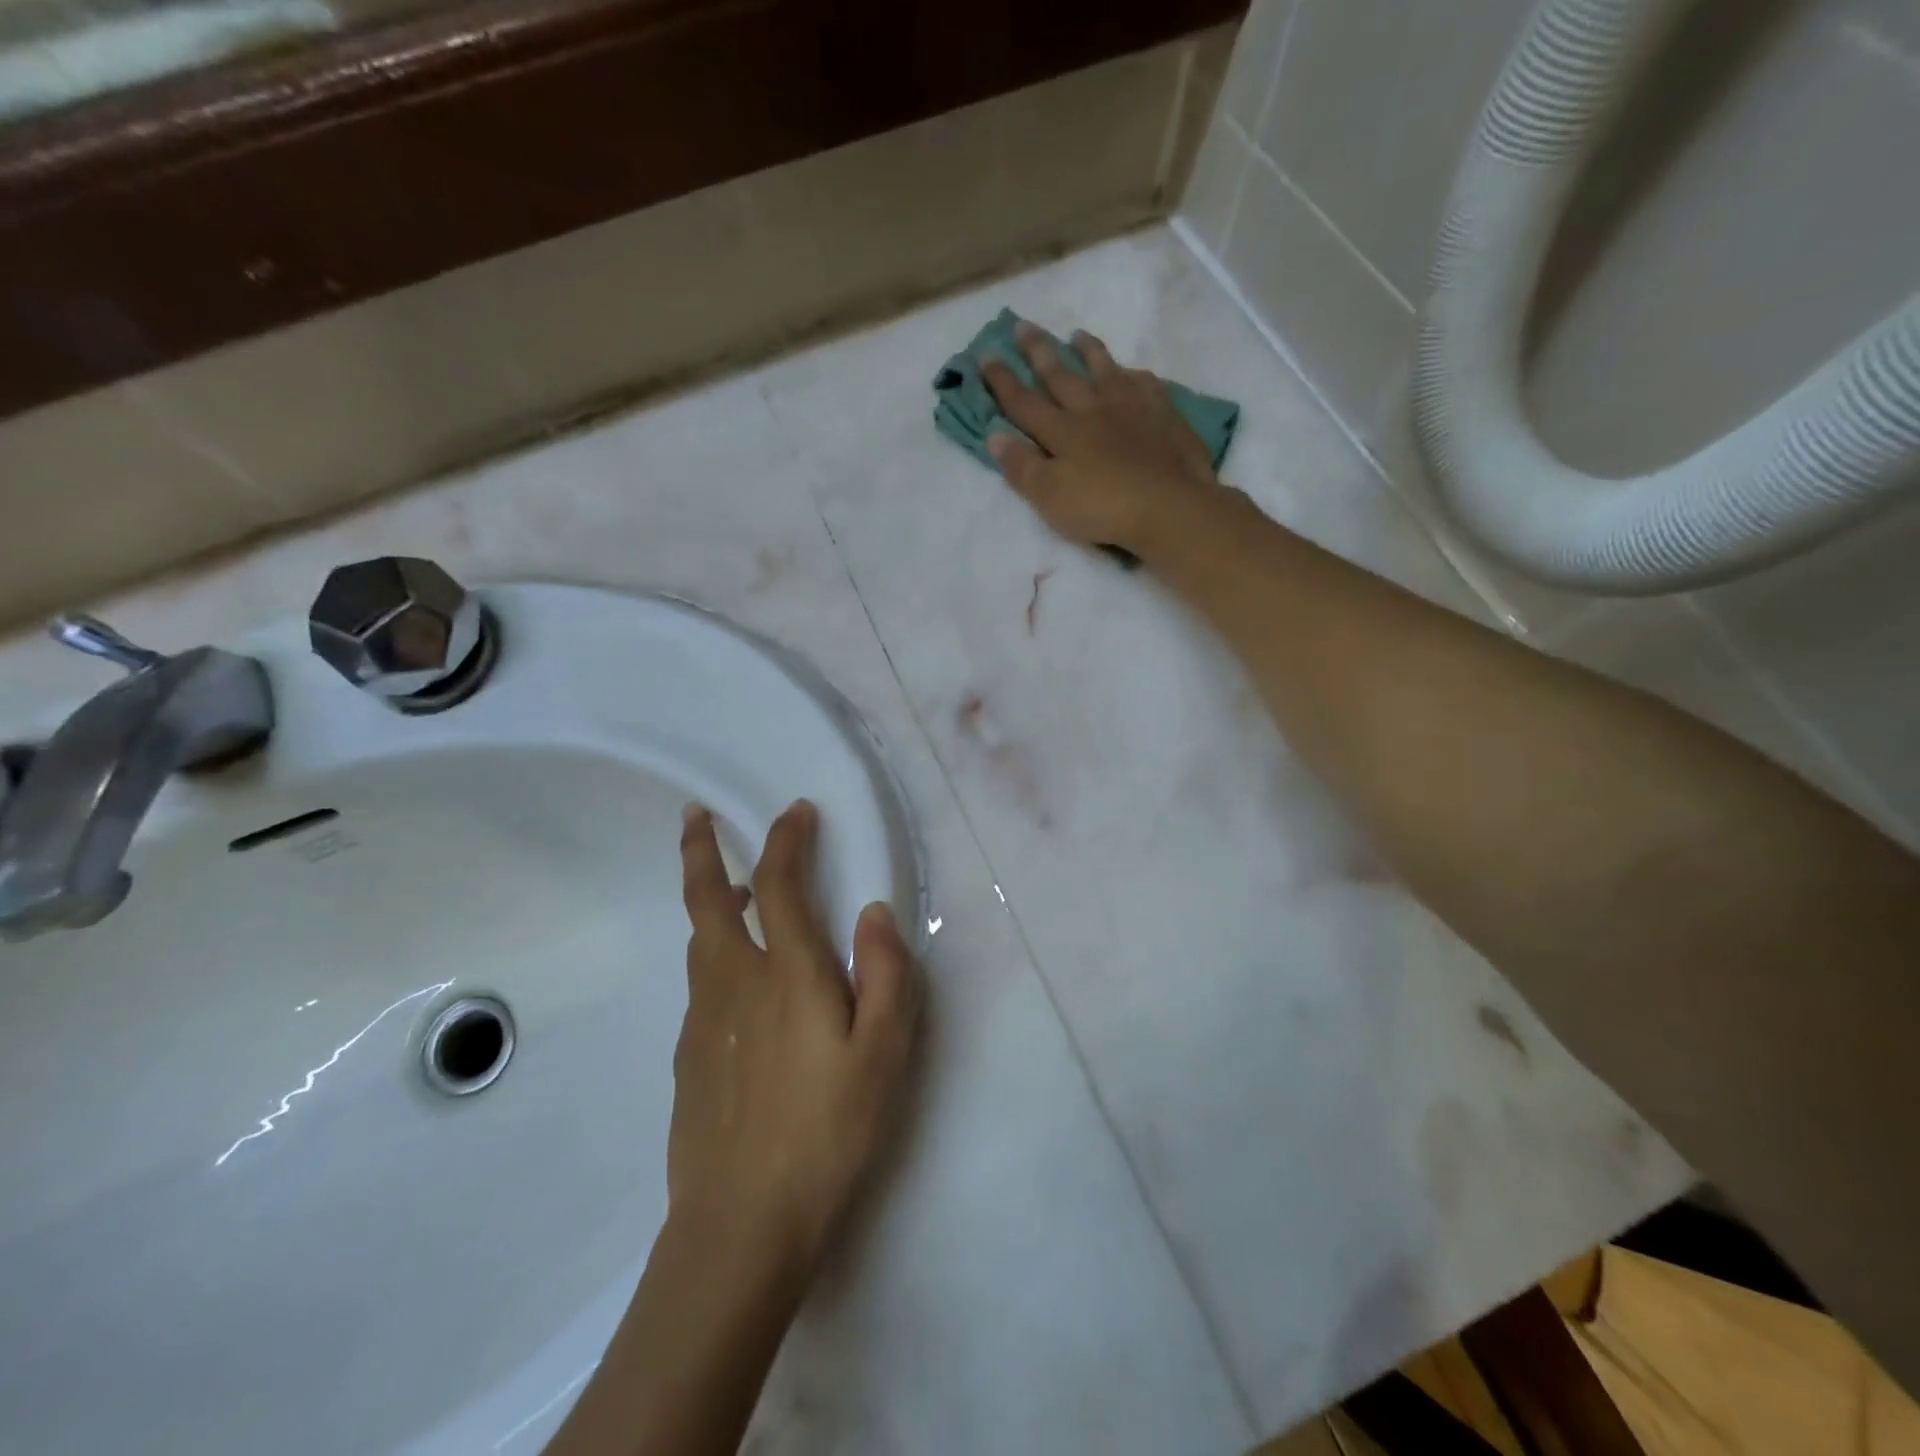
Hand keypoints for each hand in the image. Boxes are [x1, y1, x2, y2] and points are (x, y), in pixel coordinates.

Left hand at [669, 800, 920, 1287]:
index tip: (798, 812)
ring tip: (729, 892)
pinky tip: (740, 989)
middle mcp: (735, 983)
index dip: (786, 839)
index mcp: (787, 975)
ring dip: (709, 903)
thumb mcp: (883, 1055)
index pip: (777, 884)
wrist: (740, 1227)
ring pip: (699, 943)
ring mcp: (703, 1021)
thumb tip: (873, 911)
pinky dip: (714, 957)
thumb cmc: (826, 1133)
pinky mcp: (690, 1058)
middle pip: (707, 900)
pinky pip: (702, 986)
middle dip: (701, 850)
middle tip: (695, 816)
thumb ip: (885, 975)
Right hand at [982, 321, 1231, 556]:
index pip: (1024, 402)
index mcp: (1062, 431)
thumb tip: (994, 435)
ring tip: (1077, 335)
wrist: (1169, 507)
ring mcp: (1131, 407)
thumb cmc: (1102, 507)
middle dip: (1038, 352)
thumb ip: (1021, 467)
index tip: (985, 355)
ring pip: (1104, 370)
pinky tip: (1132, 373)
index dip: (1002, 381)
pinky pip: (1145, 384)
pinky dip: (1133, 375)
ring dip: (1088, 352)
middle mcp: (1092, 409)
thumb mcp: (1050, 496)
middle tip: (1023, 326)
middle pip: (1060, 376)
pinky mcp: (1164, 414)